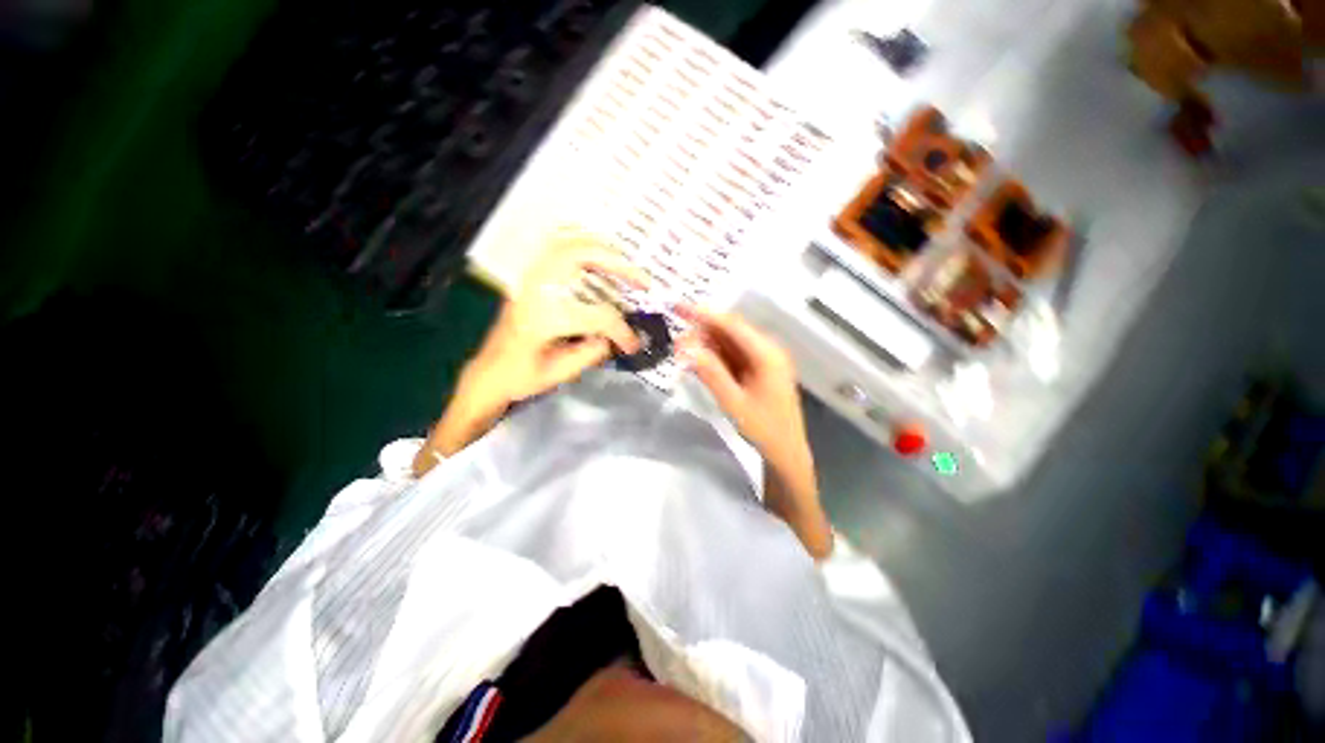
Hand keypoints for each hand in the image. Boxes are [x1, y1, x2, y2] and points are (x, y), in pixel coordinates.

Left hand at [472, 231, 646, 403]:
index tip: (633, 343)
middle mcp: (536, 289)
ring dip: (602, 250)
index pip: (597, 315)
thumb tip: (615, 337)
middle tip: (642, 280)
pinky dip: (581, 244)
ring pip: (568, 243)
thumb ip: (592, 352)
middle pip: (581, 256)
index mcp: (544, 317)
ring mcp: (530, 278)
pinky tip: (597, 255)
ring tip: (625, 266)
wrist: (489, 372)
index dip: (621, 330)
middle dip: (618, 265)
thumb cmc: (521, 377)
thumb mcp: (560, 373)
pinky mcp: (530, 277)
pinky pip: (556, 246)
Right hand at [677, 307, 830, 557]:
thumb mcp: (733, 402)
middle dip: (702, 332)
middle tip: (676, 344)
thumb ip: (710, 373)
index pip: (732, 325)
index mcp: (767, 354)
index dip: (704, 314)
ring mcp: (764, 360)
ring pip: (730, 343)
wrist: (786, 453)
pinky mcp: (759, 370)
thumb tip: (686, 347)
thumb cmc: (763, 429)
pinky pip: (733, 356)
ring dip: (706, 345)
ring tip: (683, 353)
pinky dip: (715, 357)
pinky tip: (699, 362)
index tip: (679, 307)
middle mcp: (767, 350)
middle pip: (730, 331)